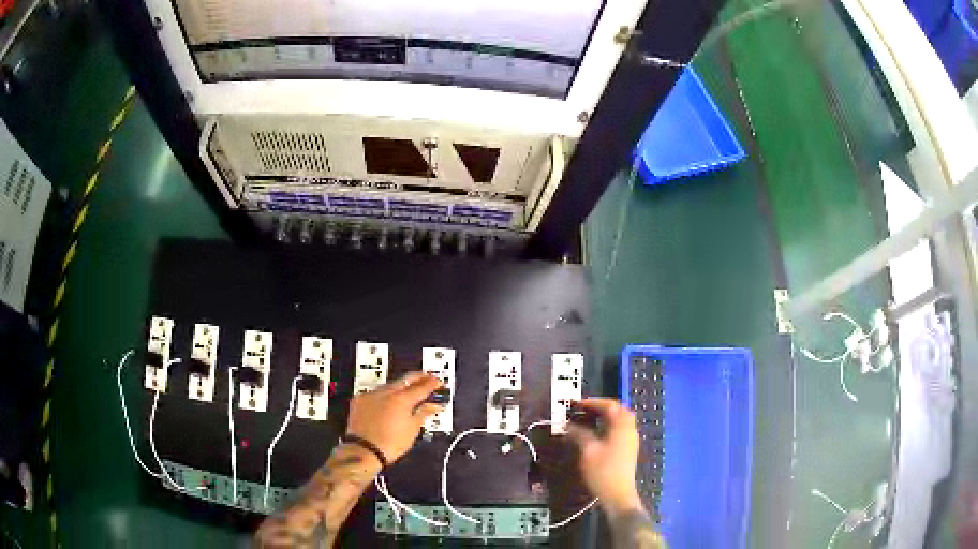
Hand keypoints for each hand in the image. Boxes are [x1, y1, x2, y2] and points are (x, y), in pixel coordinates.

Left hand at [346, 371, 442, 462]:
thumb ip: (423, 413)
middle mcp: (386, 392)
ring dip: (400, 386)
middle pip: (405, 379)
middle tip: (426, 378)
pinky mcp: (359, 399)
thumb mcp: (412, 430)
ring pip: (389, 385)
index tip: (438, 382)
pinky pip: (376, 393)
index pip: (421, 387)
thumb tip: (434, 405)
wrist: (363, 451)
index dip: (432, 383)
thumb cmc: (392, 443)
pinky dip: (384, 396)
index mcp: (402, 399)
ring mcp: (371, 394)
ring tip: (408, 391)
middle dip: (418, 378)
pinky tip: (387, 402)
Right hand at [567, 398, 643, 517]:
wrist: (618, 495)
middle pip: (618, 410)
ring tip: (588, 420)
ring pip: (620, 420)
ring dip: (605, 416)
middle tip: (583, 410)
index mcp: (621, 426)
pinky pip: (620, 429)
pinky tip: (597, 433)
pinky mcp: (629, 449)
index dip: (593, 402)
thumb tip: (569, 425)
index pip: (609, 405)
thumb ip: (579, 434)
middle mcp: (629, 429)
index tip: (576, 404)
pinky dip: (609, 426)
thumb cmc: (603, 472)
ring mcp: (631, 440)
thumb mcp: (588, 451)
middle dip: (601, 407)